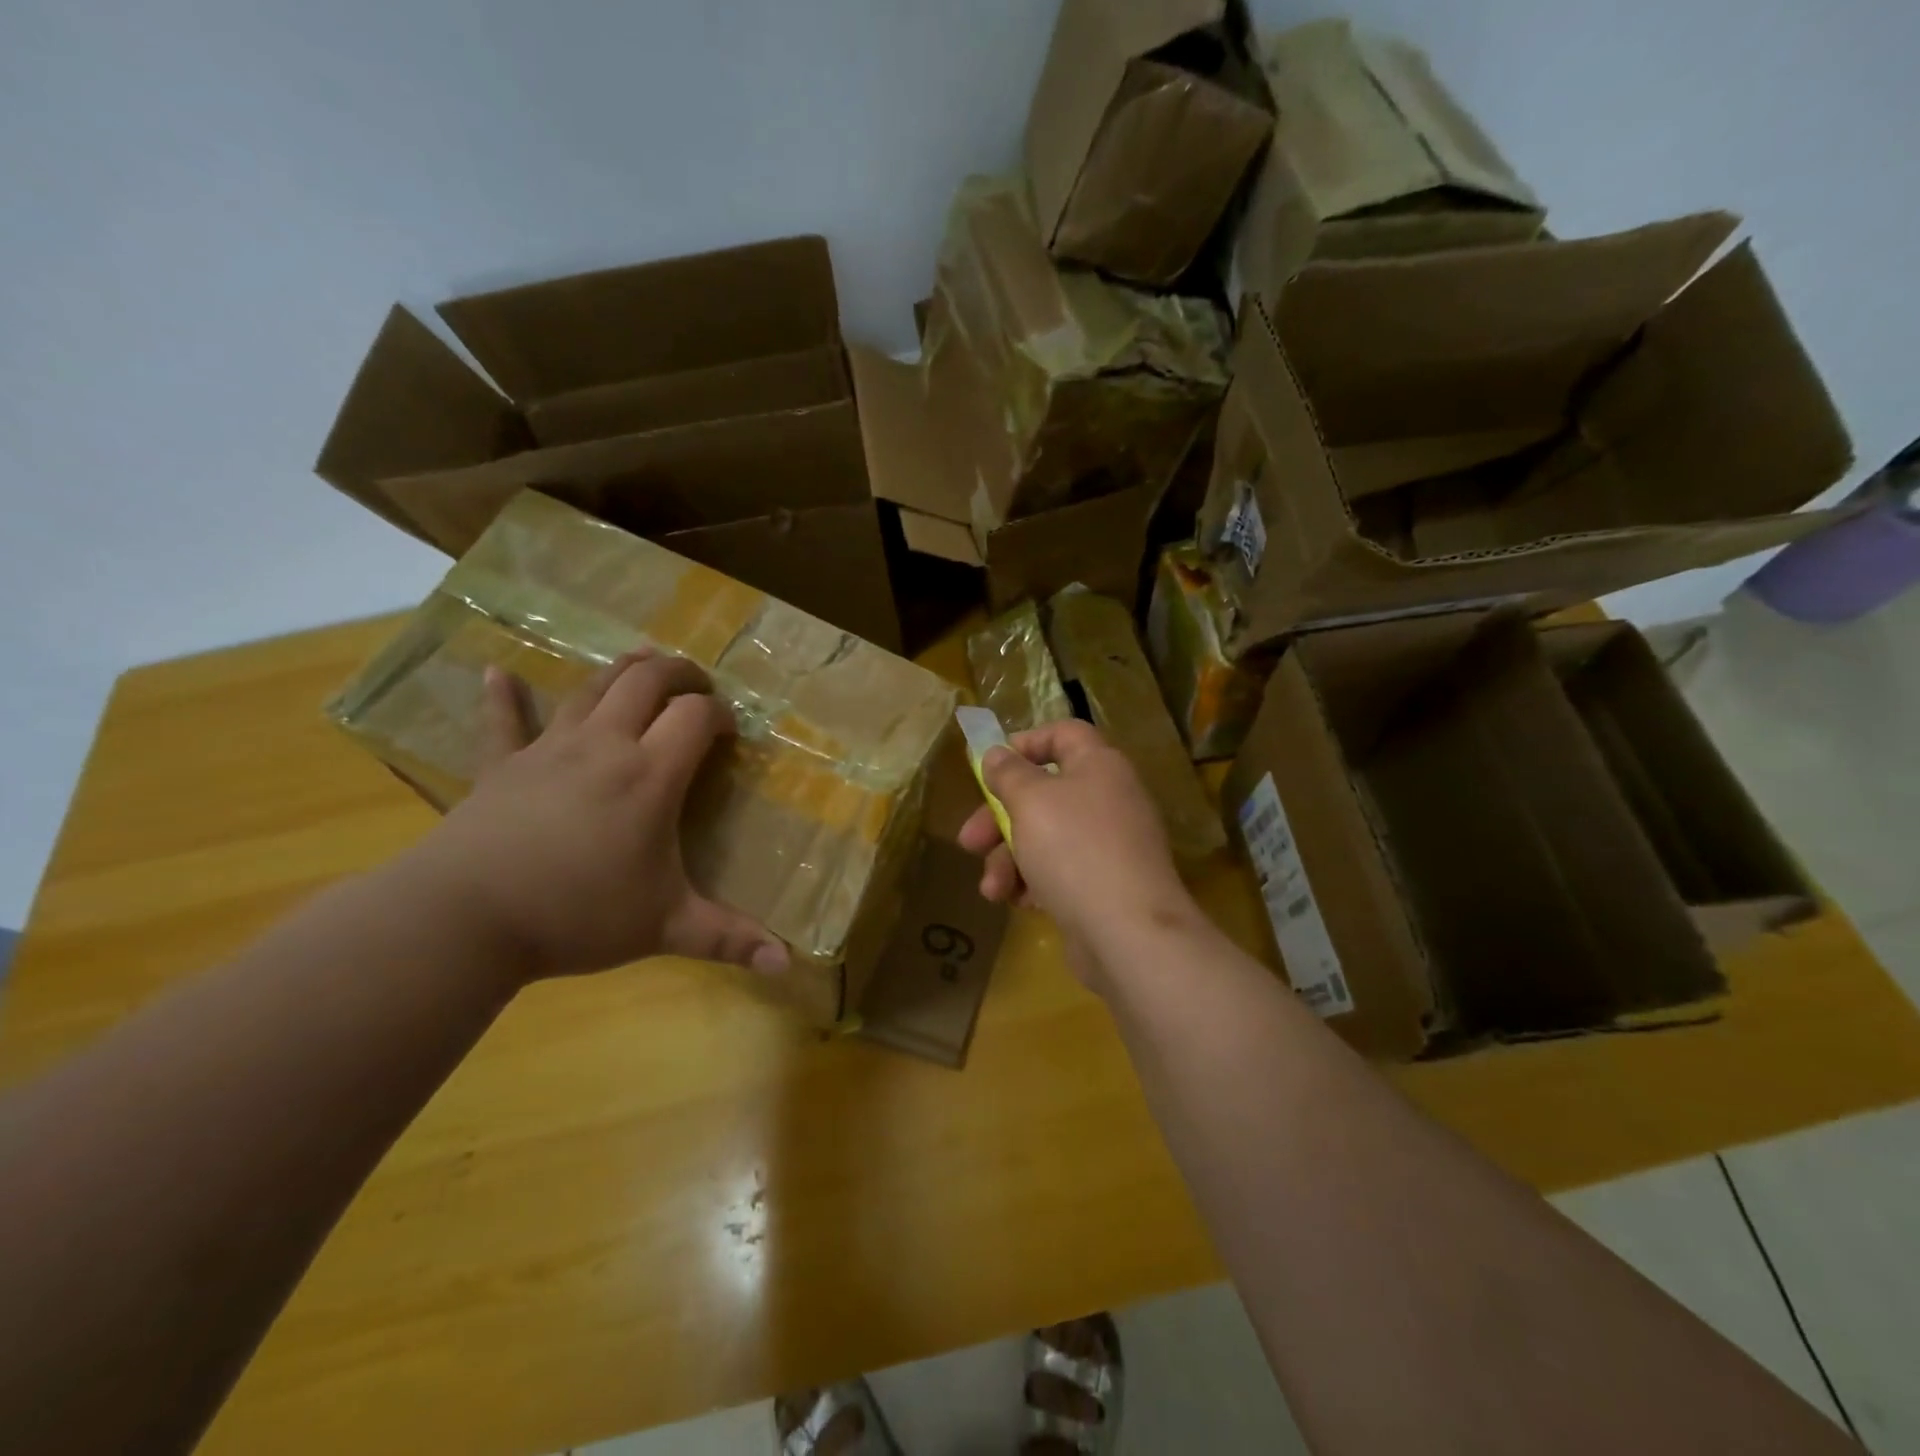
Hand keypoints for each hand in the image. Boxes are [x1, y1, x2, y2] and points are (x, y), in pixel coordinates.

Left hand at [398, 649, 788, 983]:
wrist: (464, 919)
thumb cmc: (577, 916)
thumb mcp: (665, 927)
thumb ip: (729, 939)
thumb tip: (786, 964)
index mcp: (650, 775)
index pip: (696, 716)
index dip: (720, 714)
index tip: (730, 732)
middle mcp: (604, 745)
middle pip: (646, 681)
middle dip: (679, 673)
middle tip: (698, 685)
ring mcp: (548, 749)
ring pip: (591, 688)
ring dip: (621, 670)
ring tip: (643, 661)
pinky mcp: (501, 766)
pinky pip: (502, 721)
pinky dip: (503, 696)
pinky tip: (497, 673)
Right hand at [957, 720, 1201, 989]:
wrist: (1128, 933)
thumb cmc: (1074, 850)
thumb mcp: (1030, 801)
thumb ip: (1008, 773)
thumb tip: (997, 753)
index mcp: (1099, 766)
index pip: (1064, 734)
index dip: (1026, 743)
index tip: (991, 766)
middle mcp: (1109, 799)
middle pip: (1044, 793)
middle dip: (998, 818)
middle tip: (968, 842)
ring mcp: (1109, 845)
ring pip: (1046, 838)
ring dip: (1009, 860)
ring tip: (992, 890)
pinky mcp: (1104, 886)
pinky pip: (1060, 872)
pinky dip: (1034, 883)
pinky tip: (1018, 903)